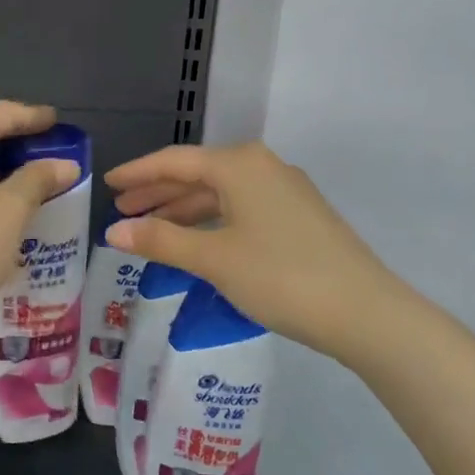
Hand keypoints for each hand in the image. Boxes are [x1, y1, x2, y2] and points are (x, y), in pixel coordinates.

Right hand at [104, 142, 417, 365]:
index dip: (137, 172)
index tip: (108, 183)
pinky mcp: (299, 216)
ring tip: (150, 229)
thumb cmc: (281, 277)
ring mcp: (285, 190)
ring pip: (220, 193)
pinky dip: (211, 220)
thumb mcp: (213, 259)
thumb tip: (112, 232)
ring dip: (183, 209)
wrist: (365, 312)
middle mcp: (262, 166)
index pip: (174, 161)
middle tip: (122, 209)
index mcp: (239, 165)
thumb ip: (161, 241)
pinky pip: (240, 208)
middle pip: (197, 174)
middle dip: (158, 192)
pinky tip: (196, 240)